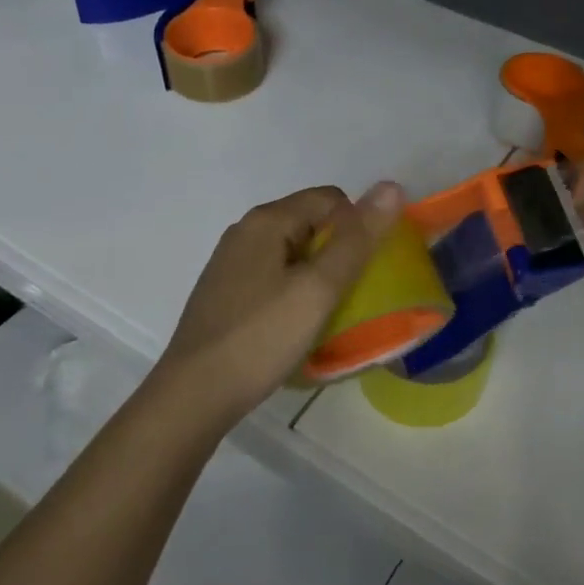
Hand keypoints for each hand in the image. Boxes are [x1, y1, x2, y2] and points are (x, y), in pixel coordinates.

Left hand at [151, 182, 405, 435]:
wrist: (192, 398)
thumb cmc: (260, 338)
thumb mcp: (319, 288)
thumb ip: (357, 239)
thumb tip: (391, 186)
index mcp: (266, 220)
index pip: (331, 199)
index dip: (357, 227)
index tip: (365, 270)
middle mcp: (245, 232)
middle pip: (311, 223)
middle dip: (338, 252)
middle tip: (351, 295)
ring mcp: (231, 264)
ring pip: (293, 253)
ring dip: (317, 275)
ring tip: (328, 313)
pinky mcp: (225, 293)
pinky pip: (274, 277)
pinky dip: (294, 292)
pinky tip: (295, 326)